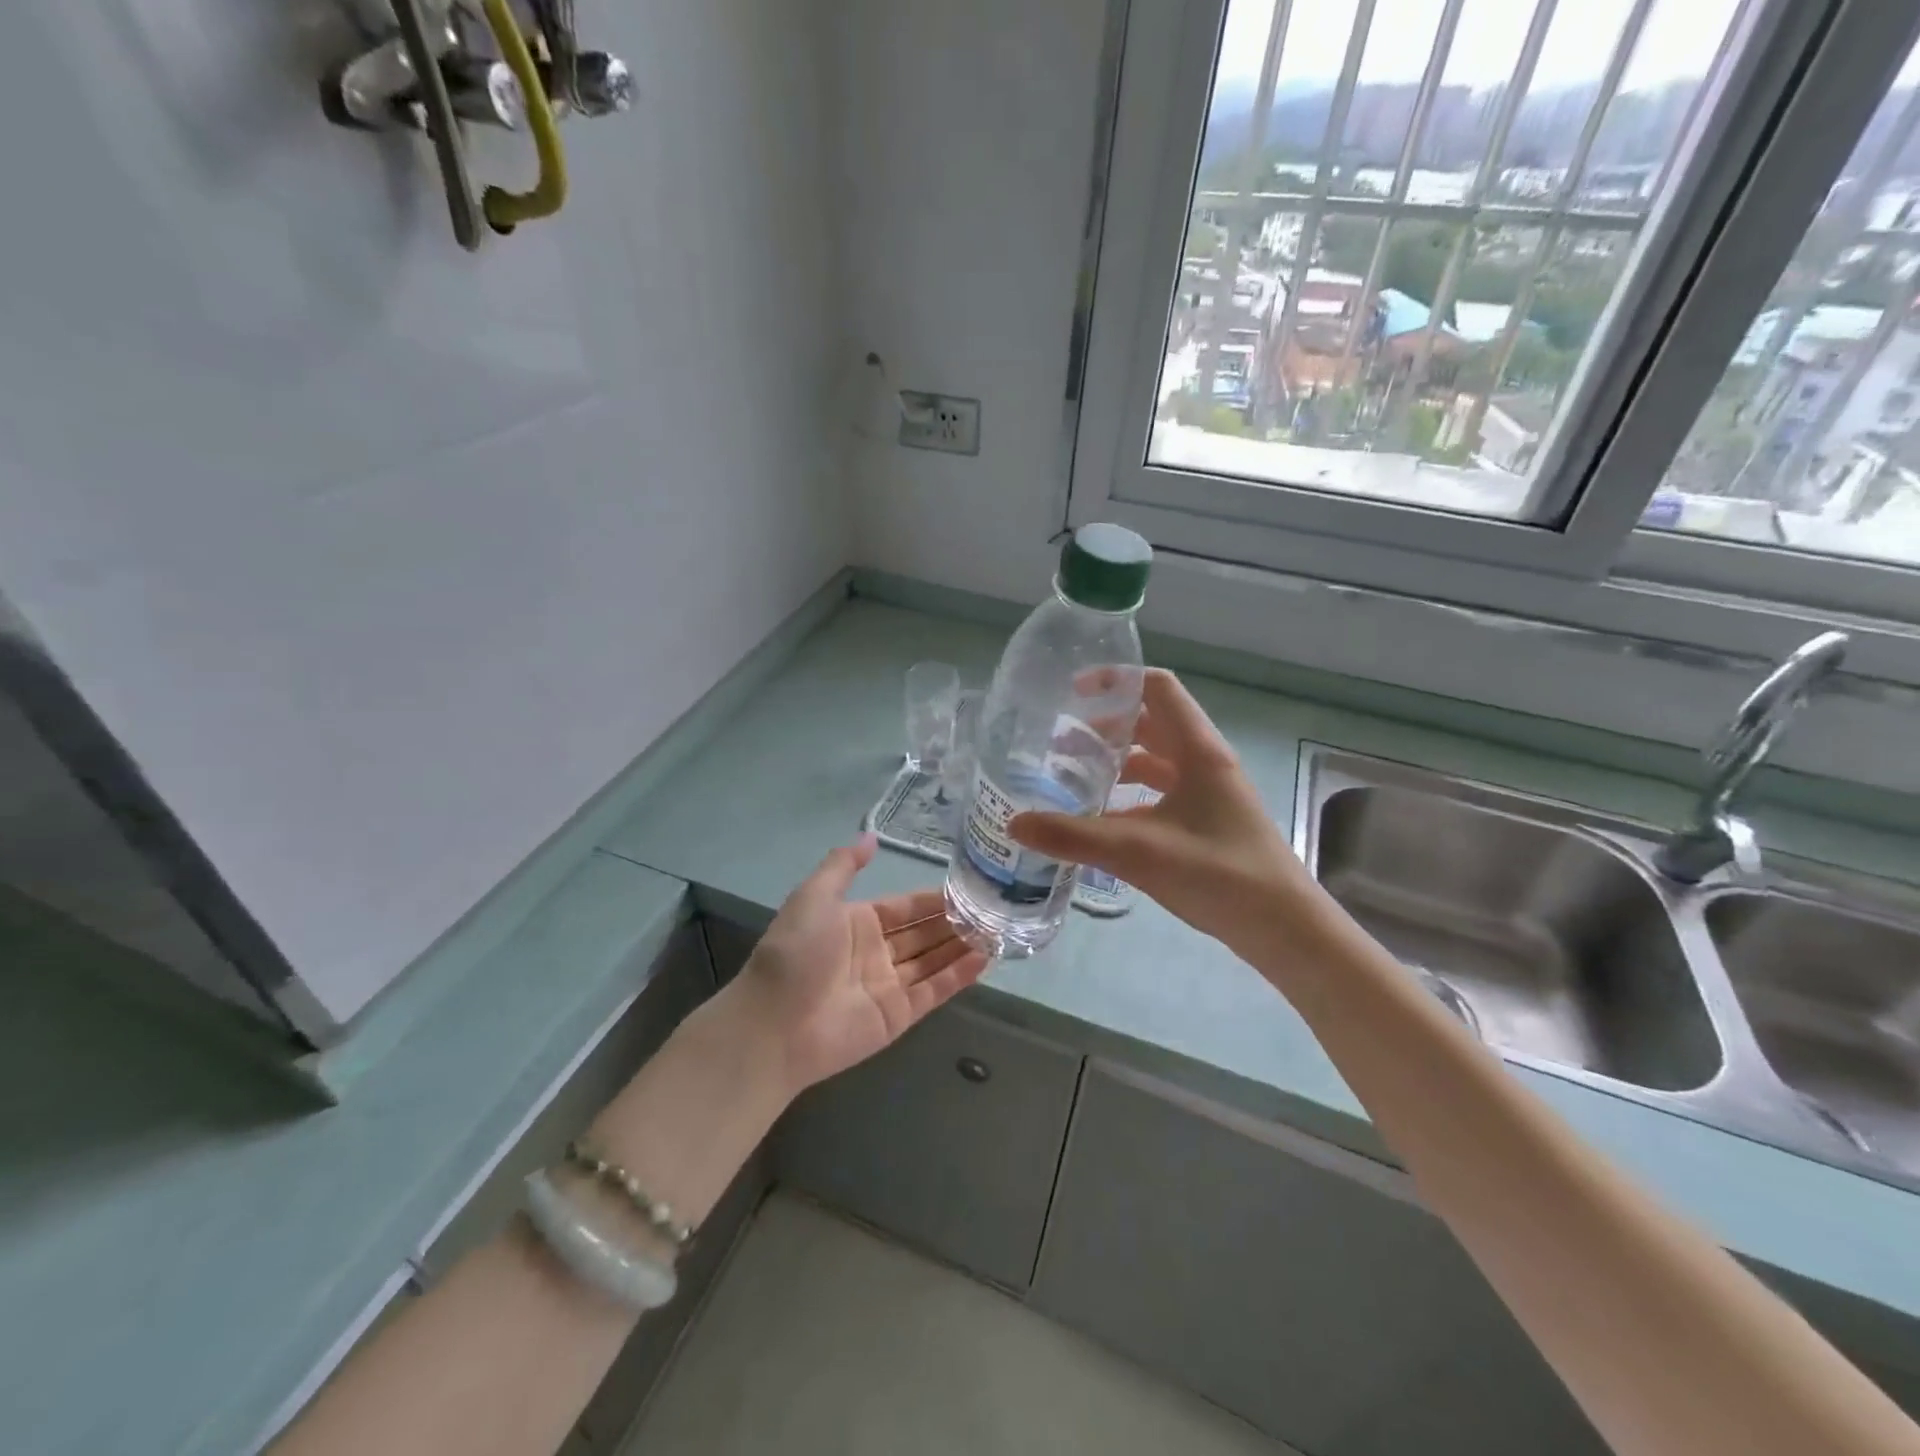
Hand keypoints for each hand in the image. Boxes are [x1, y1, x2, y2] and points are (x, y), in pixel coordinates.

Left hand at [728, 835, 989, 1093]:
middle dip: (955, 923)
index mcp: (856, 923)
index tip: (968, 890)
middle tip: (994, 910)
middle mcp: (875, 952)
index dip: (934, 900)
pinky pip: (933, 991)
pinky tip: (985, 960)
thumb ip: (843, 865)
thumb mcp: (814, 897)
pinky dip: (958, 976)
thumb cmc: (795, 953)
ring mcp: (888, 986)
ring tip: (998, 932)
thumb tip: (871, 836)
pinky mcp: (898, 1016)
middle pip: (923, 934)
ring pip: (933, 961)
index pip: (905, 907)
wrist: (774, 1025)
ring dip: (962, 947)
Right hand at [1009, 668, 1309, 952]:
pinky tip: (1100, 822)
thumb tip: (1014, 823)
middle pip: (1151, 724)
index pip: (1157, 688)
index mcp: (1198, 751)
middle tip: (1060, 742)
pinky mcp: (1207, 824)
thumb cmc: (1219, 874)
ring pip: (1156, 761)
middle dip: (1106, 727)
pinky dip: (1129, 797)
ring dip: (1116, 762)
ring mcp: (1208, 795)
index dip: (1116, 680)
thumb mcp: (1139, 851)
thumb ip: (1074, 836)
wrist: (1285, 929)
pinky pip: (1160, 795)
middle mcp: (1205, 763)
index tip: (1073, 693)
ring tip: (1072, 777)